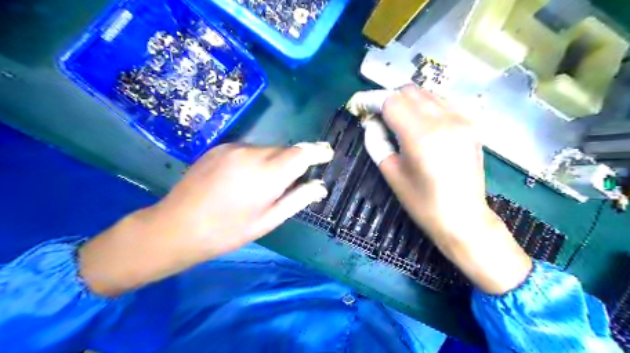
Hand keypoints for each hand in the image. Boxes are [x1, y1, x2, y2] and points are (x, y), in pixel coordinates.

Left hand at [79, 142, 331, 295]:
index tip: (326, 154)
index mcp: (267, 174)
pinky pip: (248, 150)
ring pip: (267, 149)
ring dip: (273, 162)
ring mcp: (233, 148)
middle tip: (289, 183)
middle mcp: (252, 153)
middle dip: (293, 162)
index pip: (301, 153)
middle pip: (285, 150)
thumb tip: (320, 186)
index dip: (317, 151)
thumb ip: (297, 199)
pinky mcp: (219, 147)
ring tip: (261, 185)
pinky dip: (255, 160)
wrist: (176, 226)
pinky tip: (243, 179)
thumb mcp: (268, 221)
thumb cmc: (227, 231)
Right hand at [379, 87, 529, 293]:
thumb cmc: (422, 202)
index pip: (392, 101)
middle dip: (390, 100)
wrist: (463, 217)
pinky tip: (423, 124)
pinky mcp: (471, 124)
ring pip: (427, 93)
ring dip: (409, 102)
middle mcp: (444, 120)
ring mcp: (461, 119)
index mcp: (420, 135)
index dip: (373, 101)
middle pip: (409, 91)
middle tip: (380, 117)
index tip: (362, 107)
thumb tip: (372, 122)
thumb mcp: (391, 173)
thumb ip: (377, 142)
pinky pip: (443, 102)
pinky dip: (427, 106)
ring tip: (401, 121)